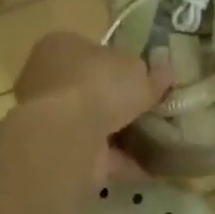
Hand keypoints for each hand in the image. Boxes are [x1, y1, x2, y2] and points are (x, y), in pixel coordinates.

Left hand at [14, 32, 168, 179]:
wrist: (67, 137)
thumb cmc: (98, 84)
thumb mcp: (137, 70)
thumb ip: (151, 74)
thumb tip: (165, 72)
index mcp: (62, 47)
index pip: (92, 50)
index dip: (119, 62)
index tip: (144, 76)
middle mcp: (49, 80)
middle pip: (92, 88)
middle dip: (119, 101)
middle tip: (153, 108)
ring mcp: (51, 119)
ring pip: (93, 123)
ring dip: (122, 133)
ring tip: (159, 138)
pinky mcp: (59, 152)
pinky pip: (98, 154)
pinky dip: (123, 160)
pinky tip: (152, 166)